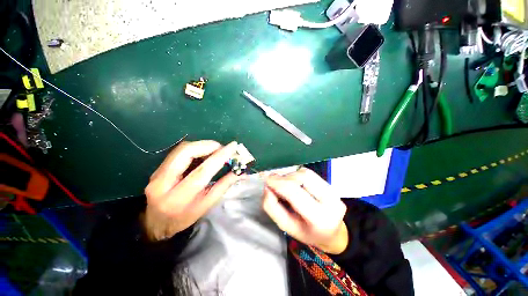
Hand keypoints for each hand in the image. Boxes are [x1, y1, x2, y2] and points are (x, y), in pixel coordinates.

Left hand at [144, 140, 240, 240]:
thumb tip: (242, 173)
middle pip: (186, 152)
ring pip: (182, 148)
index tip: (233, 147)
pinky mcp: (158, 168)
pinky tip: (204, 153)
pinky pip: (179, 151)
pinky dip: (196, 148)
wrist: (155, 223)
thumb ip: (224, 185)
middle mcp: (163, 182)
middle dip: (208, 145)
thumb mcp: (206, 205)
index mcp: (179, 197)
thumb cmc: (184, 217)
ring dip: (203, 145)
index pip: (202, 171)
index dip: (220, 156)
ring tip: (216, 150)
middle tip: (222, 148)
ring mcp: (157, 173)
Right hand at [263, 168, 347, 253]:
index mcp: (318, 218)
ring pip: (306, 173)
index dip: (277, 182)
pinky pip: (310, 173)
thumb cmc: (306, 233)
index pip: (294, 192)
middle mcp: (330, 201)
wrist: (332, 234)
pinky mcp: (332, 185)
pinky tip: (293, 182)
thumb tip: (267, 187)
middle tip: (273, 181)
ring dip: (290, 175)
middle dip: (284, 177)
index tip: (265, 178)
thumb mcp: (286, 226)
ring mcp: (334, 191)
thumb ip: (272, 207)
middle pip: (302, 177)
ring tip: (283, 183)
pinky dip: (297, 175)